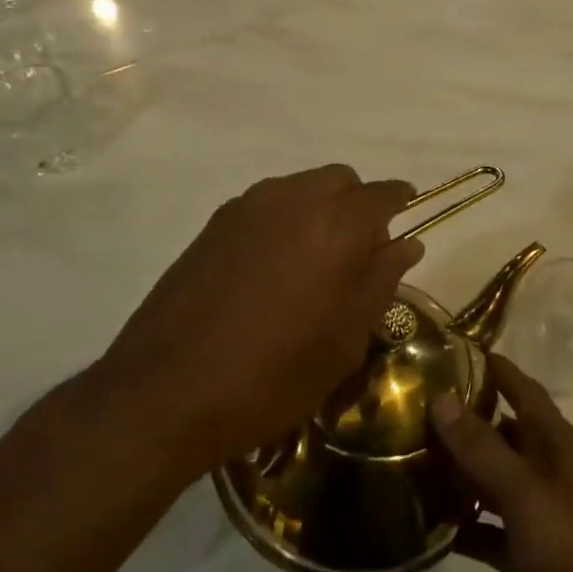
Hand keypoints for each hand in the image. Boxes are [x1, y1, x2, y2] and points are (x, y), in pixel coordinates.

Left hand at [98, 165, 422, 480]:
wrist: (166, 391)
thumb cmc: (273, 374)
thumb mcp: (344, 339)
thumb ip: (381, 281)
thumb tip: (406, 244)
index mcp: (336, 224)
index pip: (382, 194)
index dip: (399, 203)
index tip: (406, 220)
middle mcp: (294, 199)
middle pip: (340, 180)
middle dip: (357, 205)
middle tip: (356, 255)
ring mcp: (248, 206)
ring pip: (301, 187)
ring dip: (319, 209)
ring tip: (312, 263)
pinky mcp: (215, 223)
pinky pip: (267, 204)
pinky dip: (284, 220)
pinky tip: (271, 268)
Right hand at [430, 357, 572, 571]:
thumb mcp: (525, 493)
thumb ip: (482, 448)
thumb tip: (441, 398)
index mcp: (556, 443)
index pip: (521, 388)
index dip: (491, 367)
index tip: (447, 350)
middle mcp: (547, 469)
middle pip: (501, 431)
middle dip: (463, 419)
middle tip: (412, 408)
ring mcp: (537, 512)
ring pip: (490, 478)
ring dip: (457, 471)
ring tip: (408, 459)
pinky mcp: (525, 553)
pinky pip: (486, 526)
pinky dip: (462, 522)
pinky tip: (425, 523)